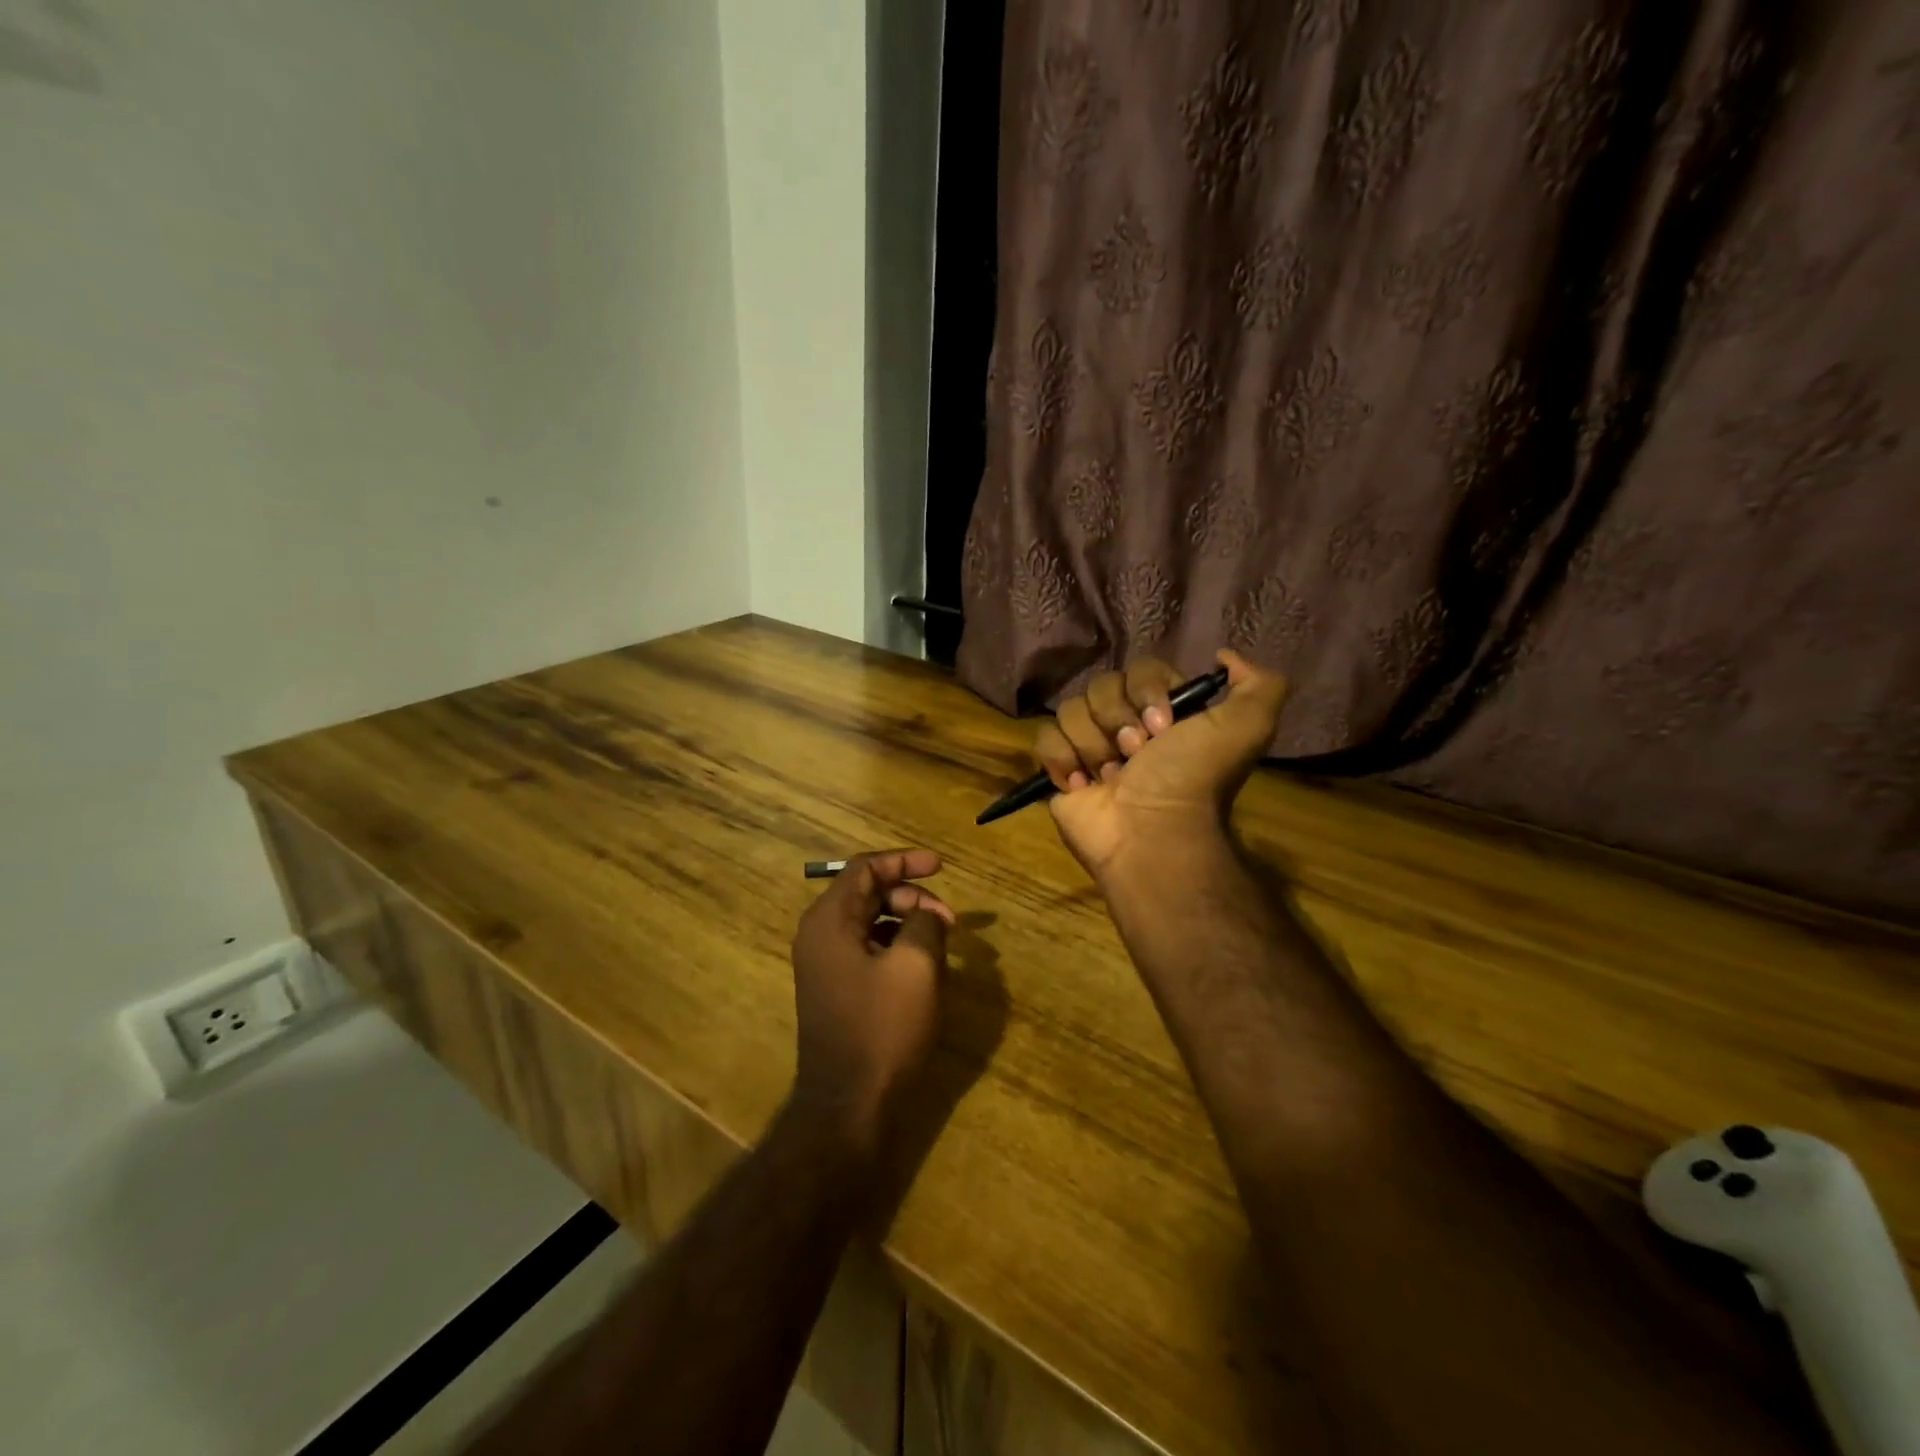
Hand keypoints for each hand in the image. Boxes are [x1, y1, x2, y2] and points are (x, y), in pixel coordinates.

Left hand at [789, 849, 955, 1158]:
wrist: (849, 1107)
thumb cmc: (882, 1030)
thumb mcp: (916, 966)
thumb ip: (924, 923)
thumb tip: (927, 916)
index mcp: (829, 921)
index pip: (865, 869)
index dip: (905, 861)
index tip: (941, 866)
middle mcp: (820, 936)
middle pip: (868, 894)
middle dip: (912, 898)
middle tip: (949, 921)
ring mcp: (825, 965)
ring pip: (871, 922)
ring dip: (908, 923)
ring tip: (942, 944)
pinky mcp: (837, 990)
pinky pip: (868, 950)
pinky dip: (897, 946)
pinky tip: (924, 967)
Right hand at [1035, 651, 1287, 880]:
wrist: (1152, 831)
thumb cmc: (1192, 779)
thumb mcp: (1247, 727)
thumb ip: (1259, 684)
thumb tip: (1224, 656)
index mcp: (1164, 711)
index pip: (1140, 669)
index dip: (1147, 692)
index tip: (1163, 728)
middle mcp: (1125, 724)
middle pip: (1101, 686)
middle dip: (1118, 720)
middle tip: (1136, 756)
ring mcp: (1089, 747)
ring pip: (1071, 710)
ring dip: (1094, 745)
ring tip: (1112, 778)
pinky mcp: (1059, 770)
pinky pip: (1045, 739)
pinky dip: (1063, 760)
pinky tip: (1084, 785)